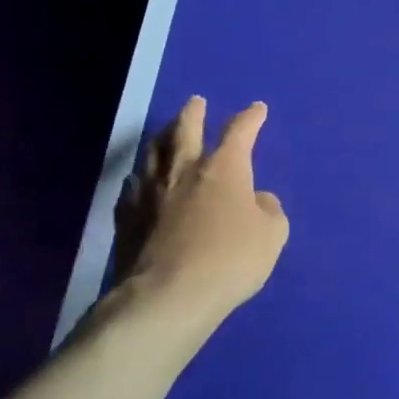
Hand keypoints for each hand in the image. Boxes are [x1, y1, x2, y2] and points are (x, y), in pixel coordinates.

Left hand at [107, 97, 289, 341]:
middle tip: (195, 102)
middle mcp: (184, 171)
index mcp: (224, 168)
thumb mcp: (272, 235)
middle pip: (185, 130)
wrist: (168, 296)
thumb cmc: (230, 260)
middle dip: (193, 113)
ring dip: (162, 138)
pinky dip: (140, 179)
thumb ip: (268, 210)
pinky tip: (139, 182)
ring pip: (153, 153)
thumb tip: (258, 199)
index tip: (257, 109)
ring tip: (165, 133)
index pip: (239, 132)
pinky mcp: (126, 218)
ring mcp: (150, 193)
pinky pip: (132, 188)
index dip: (250, 118)